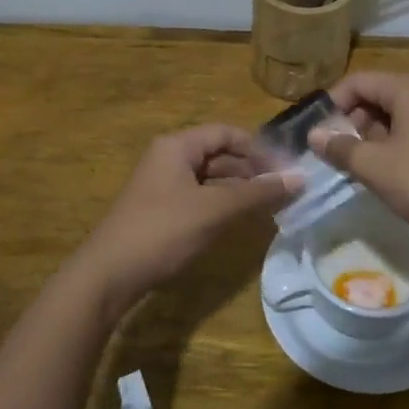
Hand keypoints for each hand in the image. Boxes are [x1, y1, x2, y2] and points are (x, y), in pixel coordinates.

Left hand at [73, 125, 299, 312]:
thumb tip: (300, 178)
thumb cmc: (163, 232)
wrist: (109, 275)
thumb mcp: (214, 210)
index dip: (259, 148)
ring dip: (240, 189)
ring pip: (211, 178)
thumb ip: (257, 192)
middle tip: (285, 190)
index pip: (227, 133)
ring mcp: (163, 185)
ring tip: (271, 206)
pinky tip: (241, 220)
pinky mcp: (161, 210)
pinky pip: (200, 197)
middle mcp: (169, 158)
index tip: (286, 169)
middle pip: (219, 154)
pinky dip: (223, 204)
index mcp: (177, 146)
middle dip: (252, 170)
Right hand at [309, 72, 408, 247]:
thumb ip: (340, 147)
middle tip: (334, 151)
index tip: (316, 131)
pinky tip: (386, 170)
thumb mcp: (375, 167)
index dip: (332, 103)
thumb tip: (313, 134)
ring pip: (396, 114)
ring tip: (356, 164)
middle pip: (378, 95)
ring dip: (371, 134)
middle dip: (352, 120)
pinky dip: (394, 142)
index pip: (359, 81)